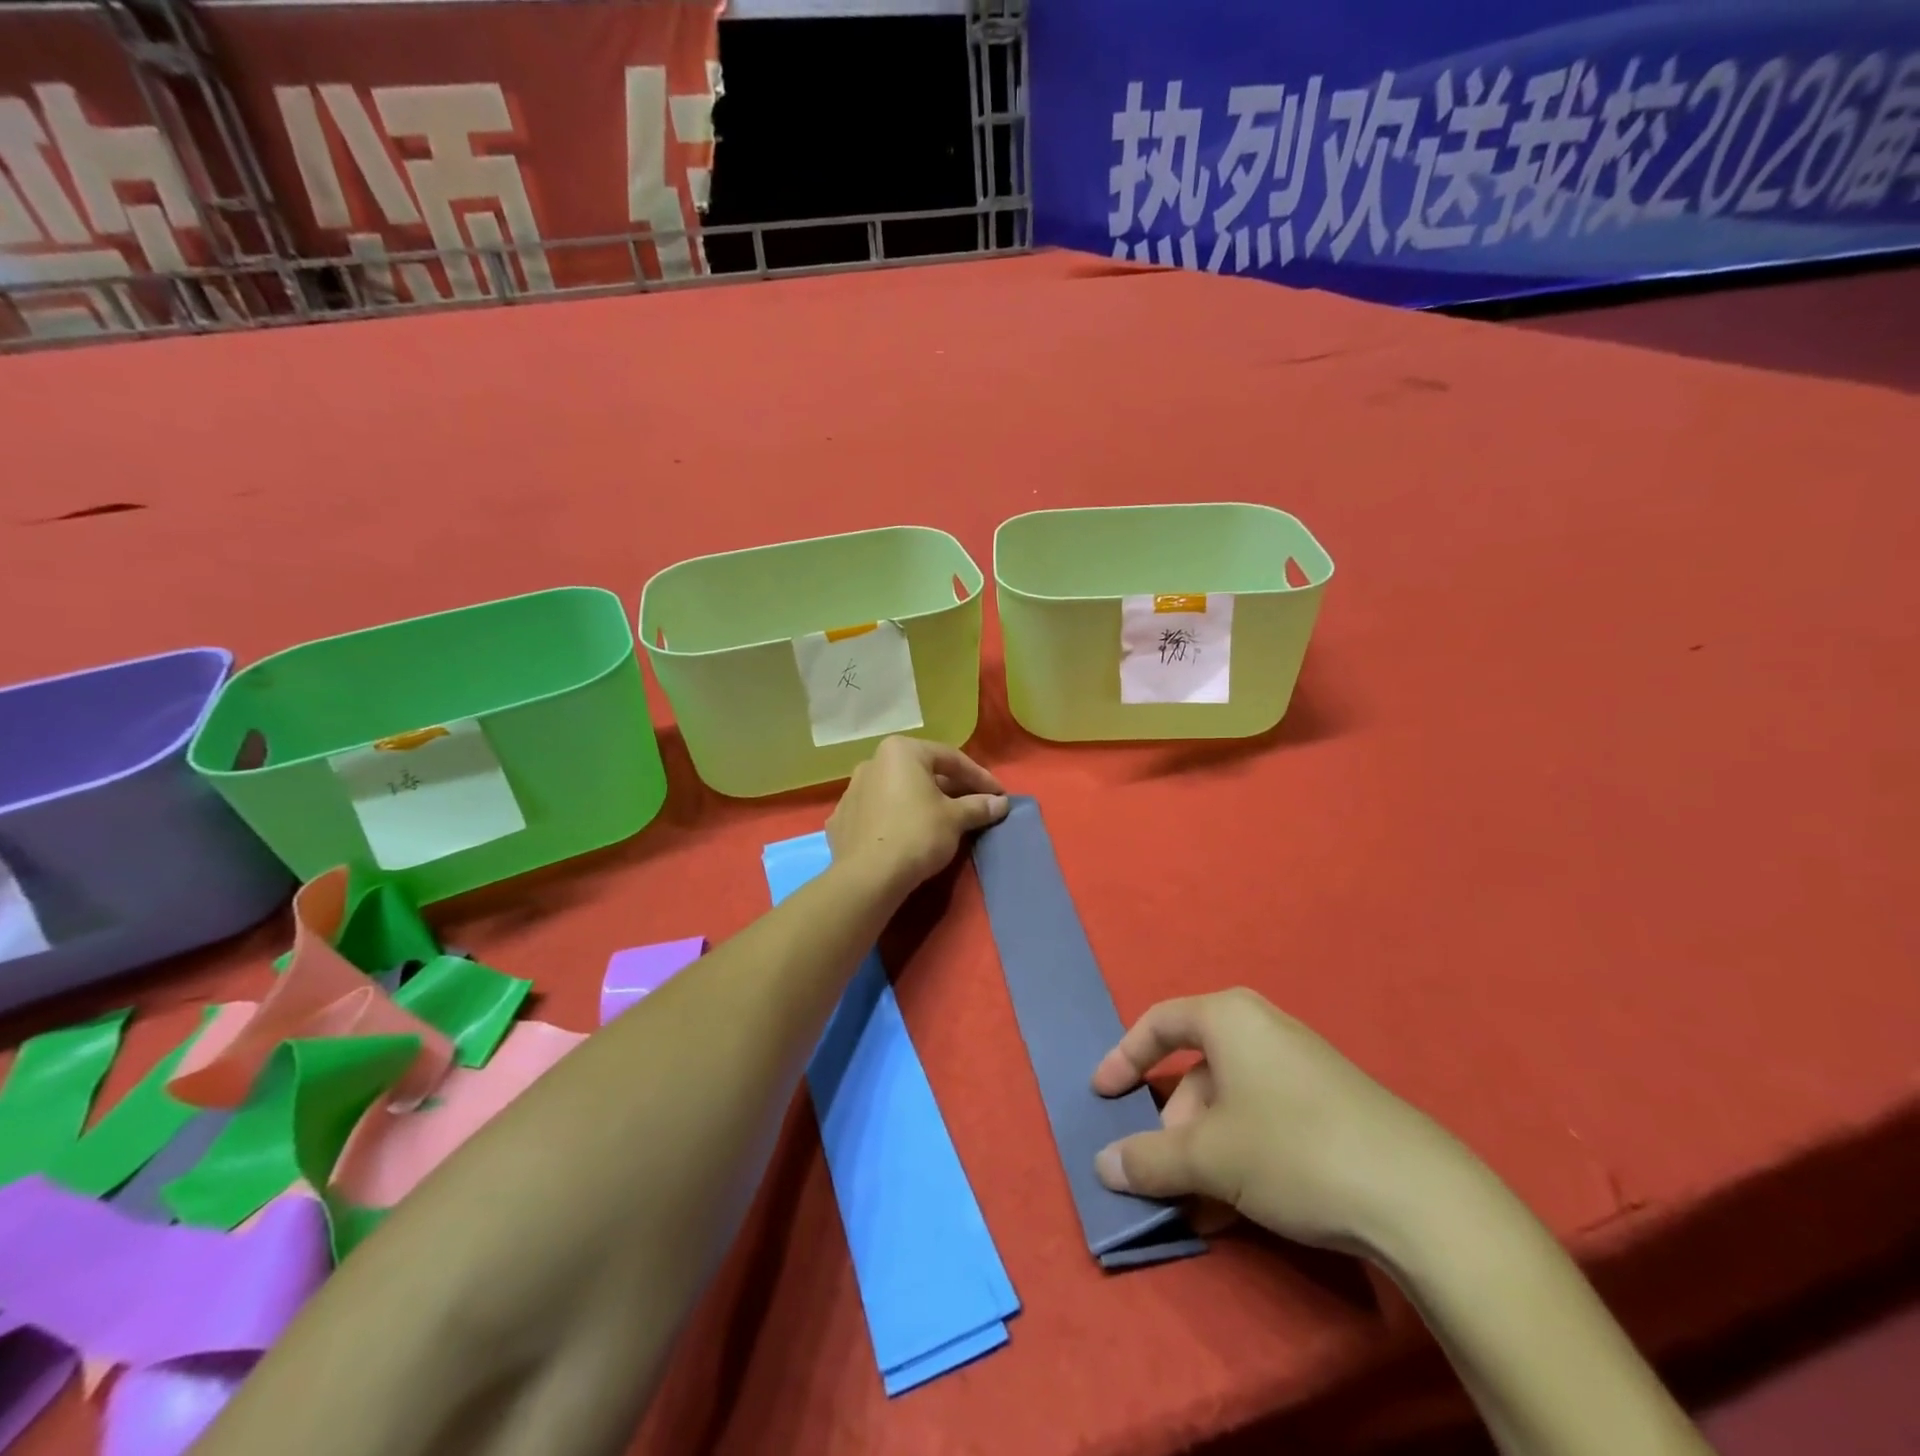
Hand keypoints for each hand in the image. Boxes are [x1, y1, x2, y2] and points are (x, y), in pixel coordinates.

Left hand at [826, 737, 1009, 896]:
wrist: (868, 877)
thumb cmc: (917, 834)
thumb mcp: (955, 819)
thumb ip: (978, 806)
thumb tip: (1000, 803)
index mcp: (900, 751)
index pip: (950, 758)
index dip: (979, 777)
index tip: (999, 794)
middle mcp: (872, 762)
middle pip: (922, 772)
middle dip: (951, 788)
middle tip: (975, 806)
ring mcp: (852, 791)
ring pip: (898, 791)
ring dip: (922, 802)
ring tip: (944, 822)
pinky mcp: (842, 820)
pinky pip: (878, 812)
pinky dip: (897, 818)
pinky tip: (909, 834)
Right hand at [1091, 989, 1467, 1257]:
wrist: (1419, 1197)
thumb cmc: (1293, 1149)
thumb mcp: (1208, 1158)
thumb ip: (1148, 1159)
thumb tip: (1102, 1165)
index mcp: (1228, 1017)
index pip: (1159, 1023)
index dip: (1124, 1057)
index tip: (1102, 1095)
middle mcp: (1262, 1029)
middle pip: (1195, 1072)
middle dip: (1173, 1127)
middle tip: (1166, 1175)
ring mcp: (1300, 1066)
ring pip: (1230, 1104)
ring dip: (1205, 1153)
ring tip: (1202, 1205)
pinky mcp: (1329, 1104)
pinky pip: (1263, 1120)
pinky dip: (1240, 1157)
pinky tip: (1240, 1208)